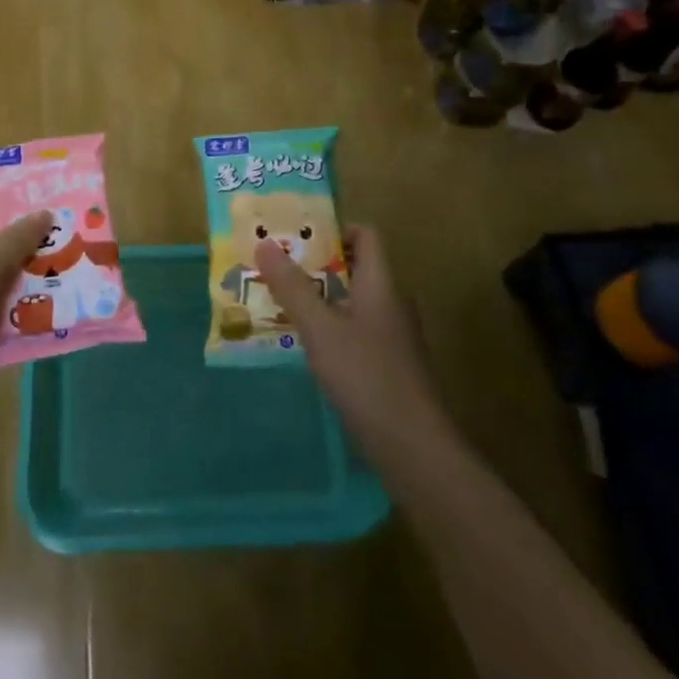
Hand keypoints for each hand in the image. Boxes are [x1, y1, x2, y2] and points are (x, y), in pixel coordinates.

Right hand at [254, 225, 445, 449]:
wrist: (415, 450)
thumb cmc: (367, 377)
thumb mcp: (320, 328)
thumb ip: (292, 287)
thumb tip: (263, 243)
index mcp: (381, 284)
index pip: (365, 235)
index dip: (334, 228)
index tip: (296, 235)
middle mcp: (392, 303)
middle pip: (356, 268)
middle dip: (316, 264)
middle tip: (276, 267)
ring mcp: (393, 338)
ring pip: (353, 302)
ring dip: (320, 298)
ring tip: (279, 303)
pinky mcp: (389, 368)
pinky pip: (356, 332)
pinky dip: (330, 329)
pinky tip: (304, 346)